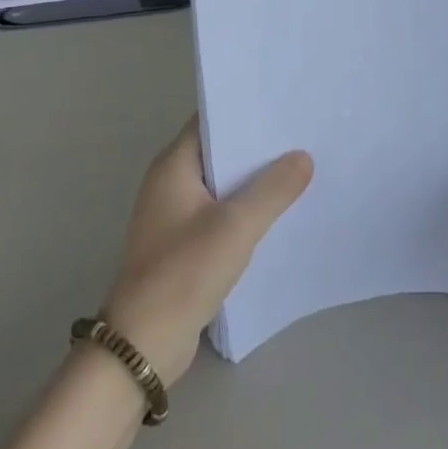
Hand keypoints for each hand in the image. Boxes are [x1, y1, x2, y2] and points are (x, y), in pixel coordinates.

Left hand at [103, 118, 312, 385]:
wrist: (144, 343)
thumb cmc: (185, 272)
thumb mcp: (236, 226)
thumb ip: (273, 189)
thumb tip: (303, 157)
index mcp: (173, 166)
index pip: (211, 121)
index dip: (245, 111)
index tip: (284, 106)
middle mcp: (170, 183)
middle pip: (219, 152)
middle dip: (257, 147)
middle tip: (303, 136)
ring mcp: (175, 215)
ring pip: (222, 185)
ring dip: (254, 181)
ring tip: (300, 170)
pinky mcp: (184, 244)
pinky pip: (221, 214)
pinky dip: (246, 210)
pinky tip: (279, 214)